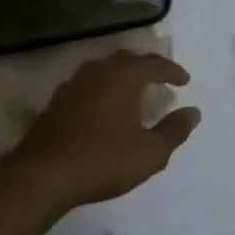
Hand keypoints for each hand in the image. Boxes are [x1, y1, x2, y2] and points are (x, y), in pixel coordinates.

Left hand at [0, 51, 200, 216]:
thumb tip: (193, 112)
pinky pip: (88, 84)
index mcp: (123, 77)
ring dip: (122, 75)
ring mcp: (73, 84)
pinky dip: (103, 88)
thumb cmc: (102, 160)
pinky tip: (104, 106)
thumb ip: (174, 130)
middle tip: (160, 79)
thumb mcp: (149, 153)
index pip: (154, 64)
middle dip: (146, 67)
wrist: (42, 175)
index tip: (184, 81)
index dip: (172, 71)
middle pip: (127, 59)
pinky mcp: (57, 101)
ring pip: (104, 69)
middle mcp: (98, 71)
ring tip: (134, 90)